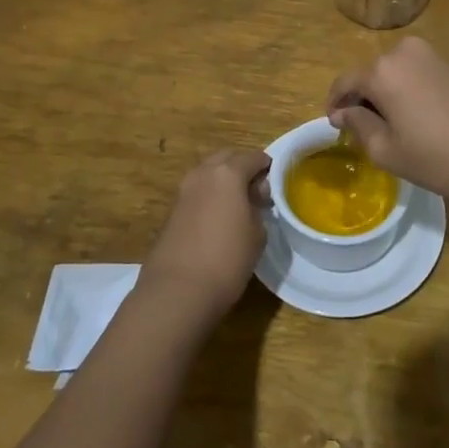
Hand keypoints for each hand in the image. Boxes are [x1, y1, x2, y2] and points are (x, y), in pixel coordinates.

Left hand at [140, 149, 269, 316]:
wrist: (177, 290)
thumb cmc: (227, 259)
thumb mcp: (257, 233)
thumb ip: (258, 206)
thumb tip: (253, 196)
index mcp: (228, 172)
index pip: (254, 157)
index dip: (268, 167)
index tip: (276, 184)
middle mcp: (203, 173)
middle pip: (227, 158)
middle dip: (243, 167)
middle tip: (257, 190)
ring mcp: (184, 190)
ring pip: (209, 173)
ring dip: (224, 181)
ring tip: (238, 205)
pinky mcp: (172, 209)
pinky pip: (198, 191)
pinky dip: (210, 195)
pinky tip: (219, 218)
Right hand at [325, 37, 448, 208]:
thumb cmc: (441, 158)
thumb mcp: (389, 151)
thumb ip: (359, 125)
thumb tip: (345, 112)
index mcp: (382, 71)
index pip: (345, 82)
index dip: (335, 104)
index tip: (334, 125)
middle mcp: (404, 52)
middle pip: (371, 74)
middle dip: (363, 99)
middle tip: (363, 130)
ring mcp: (433, 56)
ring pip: (395, 74)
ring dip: (387, 95)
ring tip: (392, 128)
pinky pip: (417, 75)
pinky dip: (409, 92)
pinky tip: (419, 120)